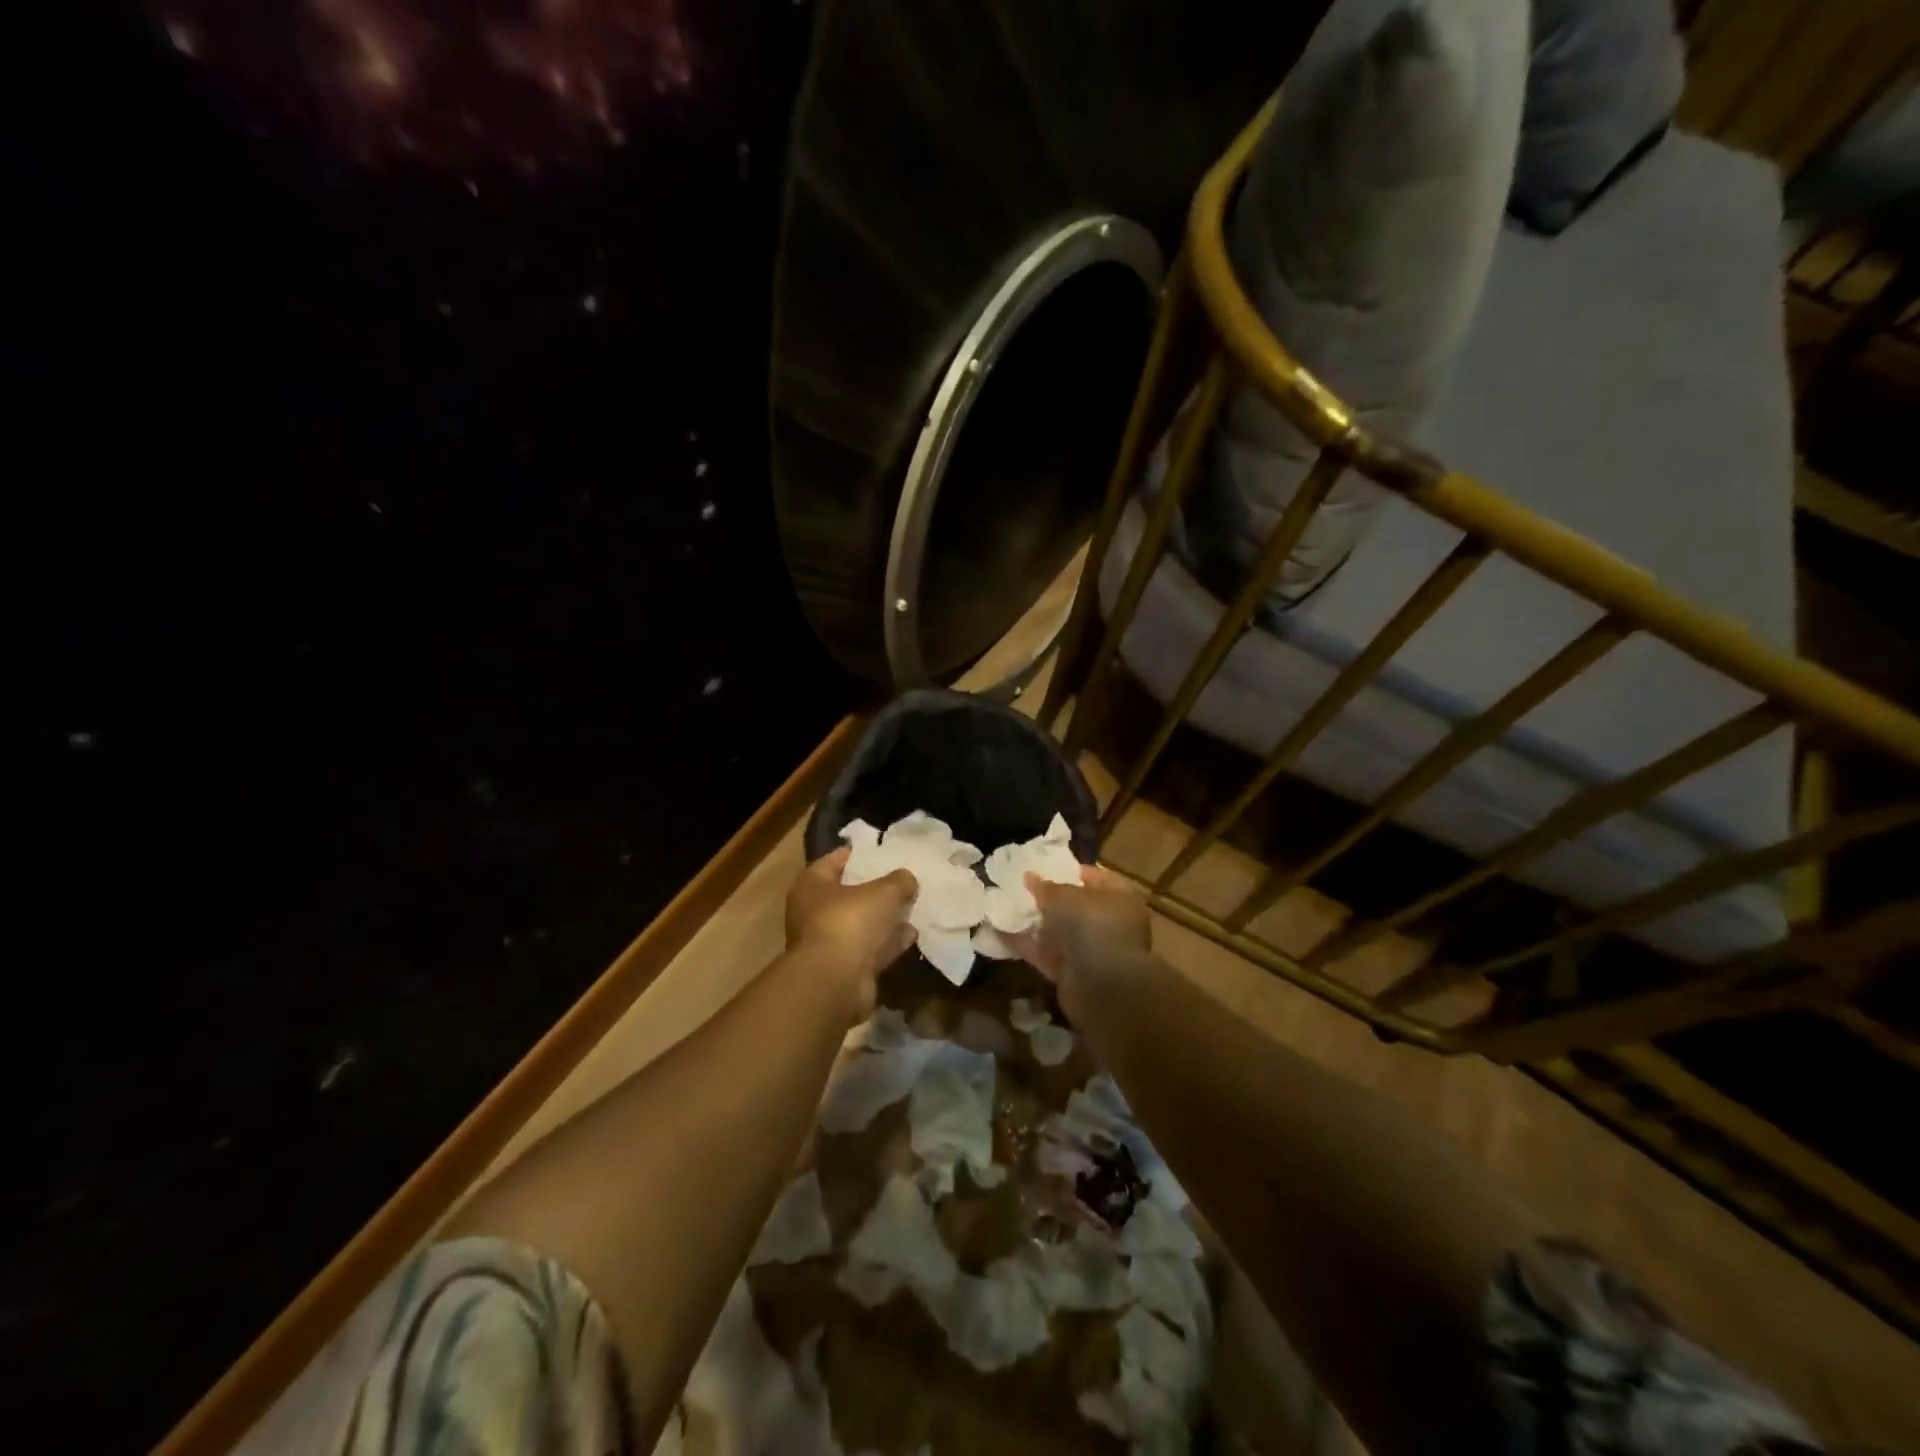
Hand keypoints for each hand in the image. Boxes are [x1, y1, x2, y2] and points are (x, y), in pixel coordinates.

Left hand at [785, 848, 916, 1018]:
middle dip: (873, 889)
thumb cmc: (850, 921)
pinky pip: (869, 949)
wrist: (835, 982)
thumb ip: (898, 881)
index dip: (856, 854)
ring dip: (883, 919)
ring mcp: (827, 943)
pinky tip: (912, 934)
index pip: (832, 861)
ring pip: (859, 924)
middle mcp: (812, 913)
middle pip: (847, 895)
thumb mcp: (883, 892)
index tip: (880, 851)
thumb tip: (907, 878)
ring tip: (912, 906)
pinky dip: (888, 943)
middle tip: (901, 880)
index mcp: (811, 886)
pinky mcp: (843, 969)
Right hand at [1008, 864, 1150, 1015]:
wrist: (1102, 985)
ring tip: (1004, 907)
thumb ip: (1046, 887)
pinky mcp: (1071, 973)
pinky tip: (998, 933)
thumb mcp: (1065, 897)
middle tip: (1020, 887)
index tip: (1045, 866)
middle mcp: (1108, 924)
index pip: (1097, 878)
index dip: (1071, 871)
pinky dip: (1025, 945)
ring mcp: (1090, 951)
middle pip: (1076, 907)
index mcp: (1119, 898)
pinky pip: (1045, 954)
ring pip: (1058, 932)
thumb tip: (1030, 876)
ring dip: (1034, 923)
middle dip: (1049, 899)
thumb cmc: (1091, 925)